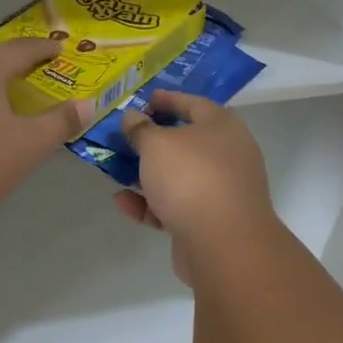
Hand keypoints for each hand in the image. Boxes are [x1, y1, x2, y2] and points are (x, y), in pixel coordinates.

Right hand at [112, 90, 278, 282]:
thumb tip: (132, 117)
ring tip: (115, 171)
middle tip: (125, 137)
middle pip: (186, 142)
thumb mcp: (157, 145)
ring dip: (147, 174)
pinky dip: (150, 204)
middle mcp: (226, 156)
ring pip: (178, 177)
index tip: (144, 99)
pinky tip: (122, 203)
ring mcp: (220, 191)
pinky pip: (174, 207)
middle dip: (153, 141)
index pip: (194, 104)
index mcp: (222, 127)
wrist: (223, 244)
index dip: (168, 99)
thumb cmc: (191, 178)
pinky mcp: (208, 223)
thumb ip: (141, 129)